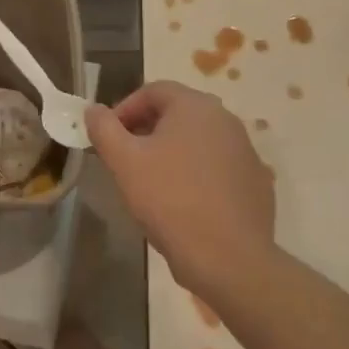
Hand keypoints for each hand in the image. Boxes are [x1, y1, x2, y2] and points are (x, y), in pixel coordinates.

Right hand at [85, 81, 274, 299]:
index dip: (124, 109)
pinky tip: (182, 202)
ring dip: (171, 151)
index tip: (108, 137)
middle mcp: (225, 119)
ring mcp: (245, 151)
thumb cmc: (169, 200)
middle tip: (125, 158)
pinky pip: (216, 166)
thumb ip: (103, 128)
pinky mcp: (255, 181)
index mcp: (195, 106)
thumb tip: (93, 110)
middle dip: (146, 130)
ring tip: (151, 182)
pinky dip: (195, 173)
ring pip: (197, 140)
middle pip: (177, 113)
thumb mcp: (124, 162)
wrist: (228, 258)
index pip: (153, 90)